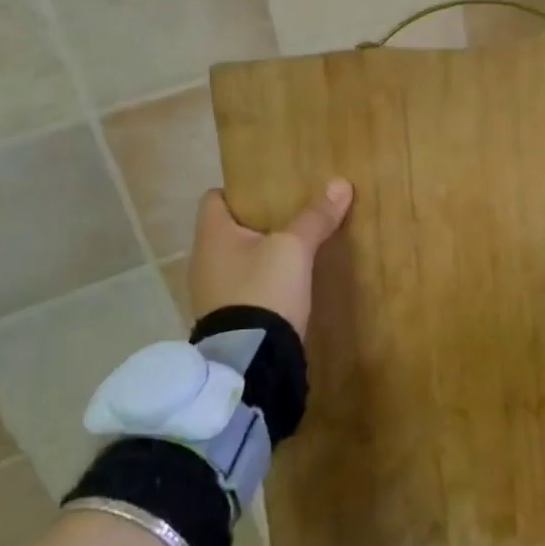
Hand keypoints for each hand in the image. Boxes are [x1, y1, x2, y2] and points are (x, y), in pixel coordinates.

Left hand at [188, 180, 353, 340]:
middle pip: (228, 229)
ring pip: (237, 260)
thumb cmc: (263, 289)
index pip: (214, 198)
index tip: (270, 189)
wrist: (251, 362)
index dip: (240, 190)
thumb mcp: (294, 248)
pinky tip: (286, 283)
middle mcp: (203, 261)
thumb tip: (341, 183)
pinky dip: (261, 280)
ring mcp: (211, 293)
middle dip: (257, 221)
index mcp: (211, 235)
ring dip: (260, 253)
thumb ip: (314, 217)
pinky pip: (243, 287)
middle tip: (291, 213)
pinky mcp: (226, 319)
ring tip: (293, 247)